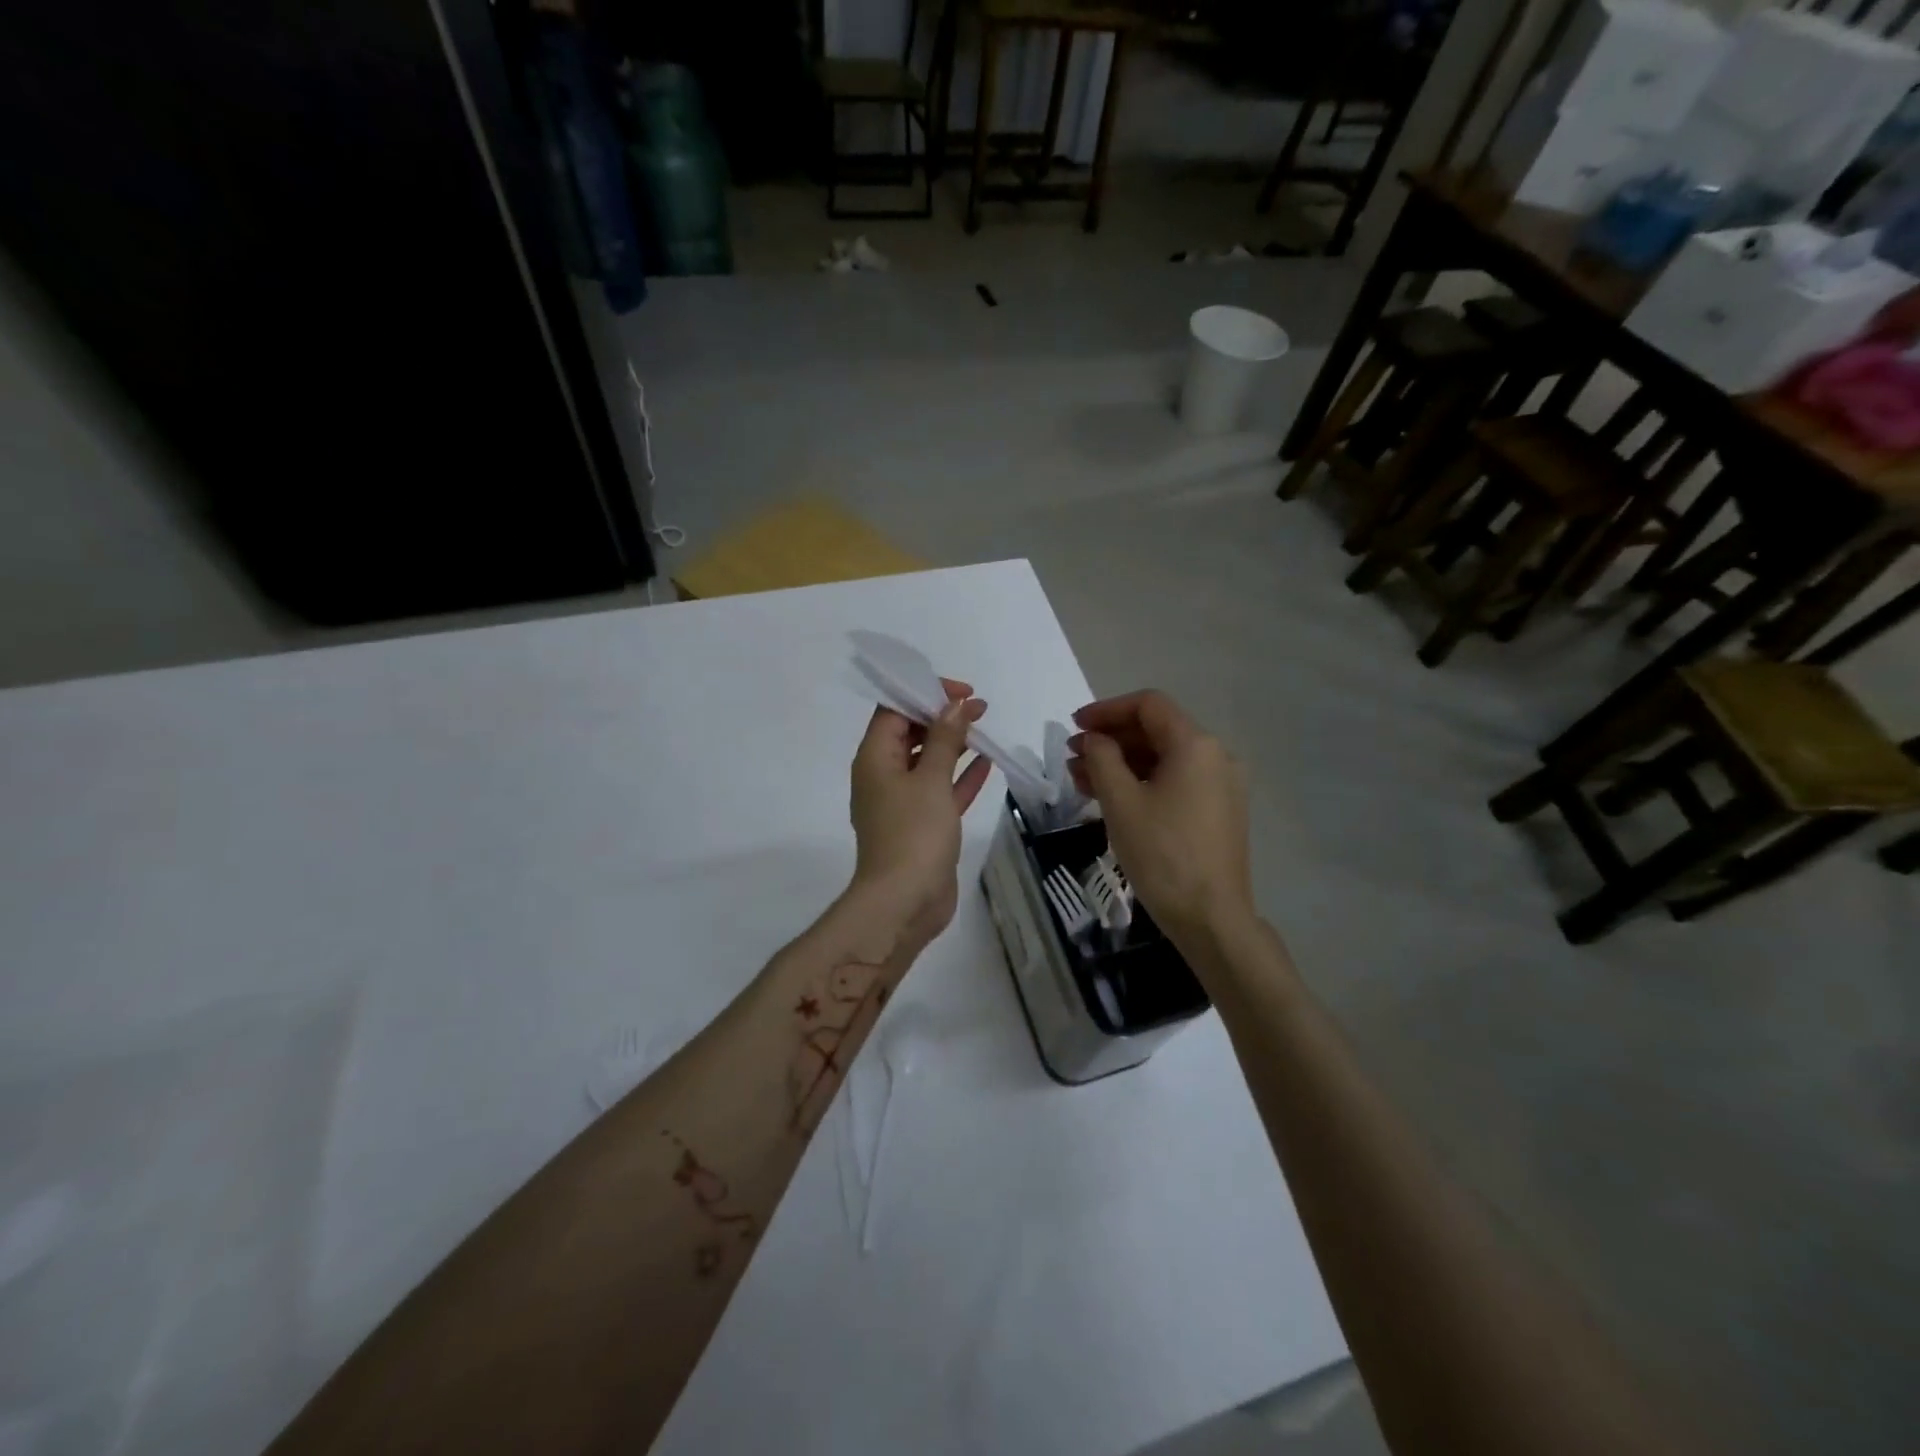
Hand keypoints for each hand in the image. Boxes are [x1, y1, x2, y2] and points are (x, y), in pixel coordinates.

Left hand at [849, 678, 992, 951]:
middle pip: (911, 732)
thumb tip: (953, 705)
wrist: (904, 902)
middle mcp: (884, 775)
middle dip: (942, 716)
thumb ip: (944, 739)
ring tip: (983, 726)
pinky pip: (942, 790)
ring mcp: (903, 802)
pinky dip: (961, 775)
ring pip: (929, 761)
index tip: (959, 691)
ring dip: (954, 743)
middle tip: (978, 707)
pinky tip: (988, 762)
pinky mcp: (923, 824)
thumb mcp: (930, 779)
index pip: (893, 710)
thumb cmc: (913, 833)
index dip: (924, 693)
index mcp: (875, 758)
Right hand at [1068, 690, 1253, 944]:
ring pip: (1163, 759)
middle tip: (1071, 756)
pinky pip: (1175, 782)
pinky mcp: (1218, 811)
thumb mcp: (1121, 802)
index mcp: (1196, 745)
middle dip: (1110, 739)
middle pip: (1156, 731)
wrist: (1211, 918)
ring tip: (1080, 779)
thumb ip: (1102, 758)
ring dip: (1121, 763)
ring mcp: (1221, 785)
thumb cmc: (1162, 854)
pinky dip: (1142, 783)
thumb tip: (1094, 739)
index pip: (1148, 705)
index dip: (1106, 709)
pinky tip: (1110, 798)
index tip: (1074, 725)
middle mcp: (1215, 756)